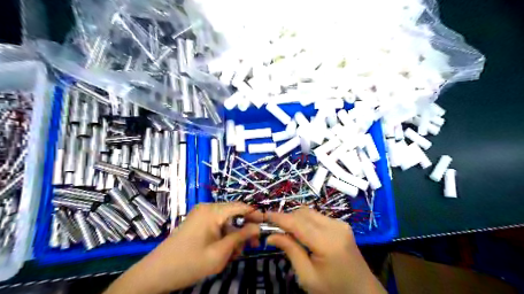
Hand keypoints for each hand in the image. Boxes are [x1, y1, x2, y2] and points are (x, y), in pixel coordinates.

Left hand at [105, 202, 261, 293]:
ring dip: (233, 237)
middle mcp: (208, 208)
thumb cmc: (189, 263)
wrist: (155, 274)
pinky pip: (217, 226)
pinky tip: (222, 252)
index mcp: (213, 211)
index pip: (241, 206)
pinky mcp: (198, 223)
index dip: (256, 215)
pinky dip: (223, 237)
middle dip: (244, 230)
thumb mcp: (220, 252)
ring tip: (232, 256)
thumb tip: (257, 227)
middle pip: (234, 214)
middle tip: (251, 248)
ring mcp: (201, 215)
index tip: (267, 226)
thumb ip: (241, 237)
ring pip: (227, 222)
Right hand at [266, 206, 383, 293]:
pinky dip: (306, 221)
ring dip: (296, 219)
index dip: (279, 218)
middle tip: (275, 230)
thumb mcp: (307, 277)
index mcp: (327, 242)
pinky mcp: (342, 224)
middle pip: (303, 213)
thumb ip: (290, 251)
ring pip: (310, 212)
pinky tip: (303, 234)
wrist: (363, 292)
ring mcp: (340, 224)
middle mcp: (335, 227)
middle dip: (287, 218)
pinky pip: (318, 216)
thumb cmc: (333, 290)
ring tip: (288, 233)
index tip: (264, 215)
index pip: (297, 223)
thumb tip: (270, 235)